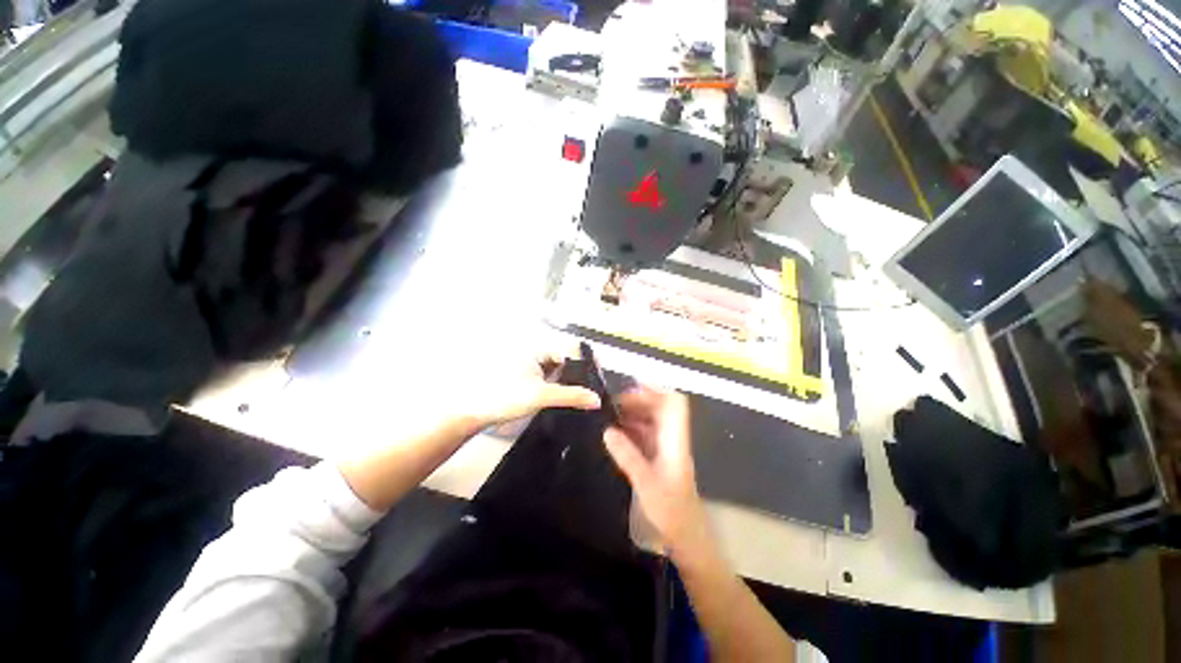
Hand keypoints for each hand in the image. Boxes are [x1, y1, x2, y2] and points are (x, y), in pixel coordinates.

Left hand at [338, 346, 599, 512]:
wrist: (468, 410)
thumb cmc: (502, 396)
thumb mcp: (540, 396)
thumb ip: (571, 396)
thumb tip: (597, 400)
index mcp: (538, 346)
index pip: (572, 349)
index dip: (588, 363)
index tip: (600, 379)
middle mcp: (535, 350)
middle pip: (566, 358)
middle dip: (580, 373)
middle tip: (593, 391)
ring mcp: (529, 363)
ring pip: (557, 367)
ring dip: (568, 379)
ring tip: (582, 396)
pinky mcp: (523, 375)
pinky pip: (547, 375)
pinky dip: (556, 384)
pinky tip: (563, 397)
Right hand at [602, 387, 708, 553]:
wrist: (687, 539)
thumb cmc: (672, 513)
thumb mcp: (646, 484)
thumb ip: (627, 456)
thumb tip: (607, 431)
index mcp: (675, 441)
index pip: (674, 404)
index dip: (658, 390)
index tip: (633, 385)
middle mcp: (672, 440)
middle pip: (660, 409)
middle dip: (638, 401)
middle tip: (612, 405)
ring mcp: (666, 449)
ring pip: (651, 422)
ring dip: (632, 415)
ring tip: (609, 417)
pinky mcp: (659, 459)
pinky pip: (645, 436)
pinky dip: (631, 431)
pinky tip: (615, 435)